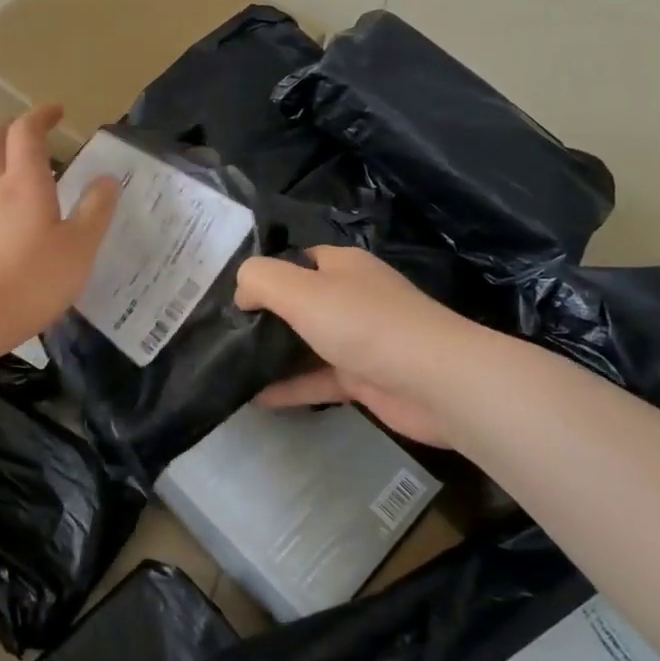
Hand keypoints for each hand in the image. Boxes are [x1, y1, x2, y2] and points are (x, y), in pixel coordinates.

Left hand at [0, 106, 119, 349]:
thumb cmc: (31, 280)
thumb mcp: (79, 248)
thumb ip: (95, 211)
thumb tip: (107, 179)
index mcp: (24, 181)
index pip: (26, 132)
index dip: (40, 116)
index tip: (56, 112)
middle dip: (12, 129)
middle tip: (32, 133)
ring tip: (6, 161)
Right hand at [235, 245, 501, 446]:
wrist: (435, 381)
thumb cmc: (363, 324)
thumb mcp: (298, 289)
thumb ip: (259, 280)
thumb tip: (241, 293)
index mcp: (340, 266)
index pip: (294, 261)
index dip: (263, 276)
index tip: (230, 300)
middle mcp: (350, 297)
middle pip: (298, 303)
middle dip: (264, 317)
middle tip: (224, 335)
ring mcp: (359, 340)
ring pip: (306, 343)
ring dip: (274, 355)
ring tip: (231, 367)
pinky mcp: (364, 378)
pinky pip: (317, 379)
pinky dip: (290, 388)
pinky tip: (256, 399)